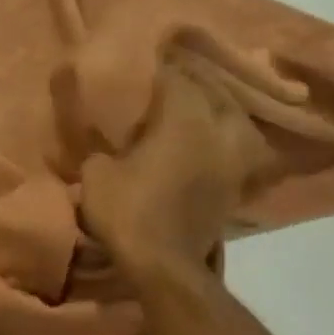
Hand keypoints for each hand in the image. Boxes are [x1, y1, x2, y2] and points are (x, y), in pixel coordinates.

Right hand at [80, 54, 264, 278]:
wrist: (164, 265)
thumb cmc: (128, 212)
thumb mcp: (96, 174)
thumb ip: (102, 149)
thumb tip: (107, 143)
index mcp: (184, 117)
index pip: (176, 77)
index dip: (159, 71)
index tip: (144, 69)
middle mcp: (217, 130)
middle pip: (213, 92)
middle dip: (194, 85)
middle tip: (171, 86)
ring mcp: (233, 159)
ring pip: (234, 119)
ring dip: (218, 111)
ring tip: (198, 112)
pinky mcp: (236, 185)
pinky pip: (237, 148)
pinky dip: (225, 141)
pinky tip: (208, 143)